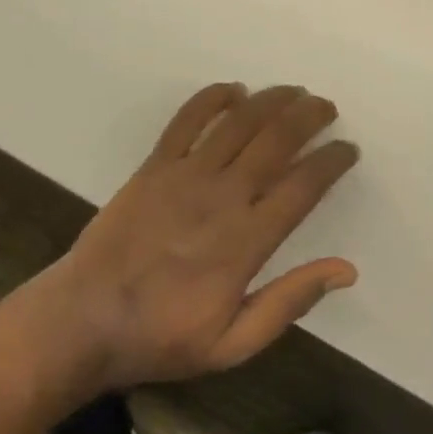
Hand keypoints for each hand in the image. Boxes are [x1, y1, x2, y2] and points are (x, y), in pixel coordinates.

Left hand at [50, 83, 358, 388]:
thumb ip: (289, 302)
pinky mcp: (155, 165)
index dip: (331, 161)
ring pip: (239, 122)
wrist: (84, 321)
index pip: (303, 186)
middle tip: (326, 107)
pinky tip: (233, 89)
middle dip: (309, 117)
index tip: (348, 149)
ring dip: (271, 100)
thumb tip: (346, 270)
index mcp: (247, 240)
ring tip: (293, 92)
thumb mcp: (233, 344)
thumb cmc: (162, 336)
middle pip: (276, 141)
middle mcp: (223, 196)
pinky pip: (187, 119)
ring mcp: (186, 175)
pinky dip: (213, 98)